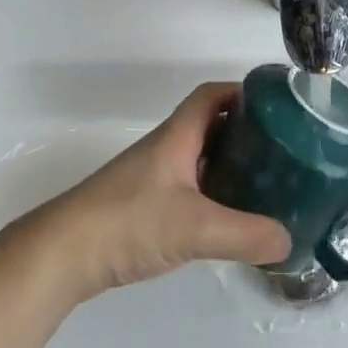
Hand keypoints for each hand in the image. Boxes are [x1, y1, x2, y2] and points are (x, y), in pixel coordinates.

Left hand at [7, 82, 290, 305]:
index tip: (278, 107)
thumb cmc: (127, 222)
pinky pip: (188, 187)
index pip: (212, 95)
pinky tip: (228, 217)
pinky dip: (212, 193)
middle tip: (282, 150)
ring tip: (266, 182)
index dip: (244, 93)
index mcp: (176, 136)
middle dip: (246, 131)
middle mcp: (165, 149)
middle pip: (211, 125)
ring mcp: (152, 178)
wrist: (59, 255)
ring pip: (200, 158)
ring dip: (230, 163)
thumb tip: (288, 241)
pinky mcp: (142, 206)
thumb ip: (245, 234)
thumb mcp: (194, 228)